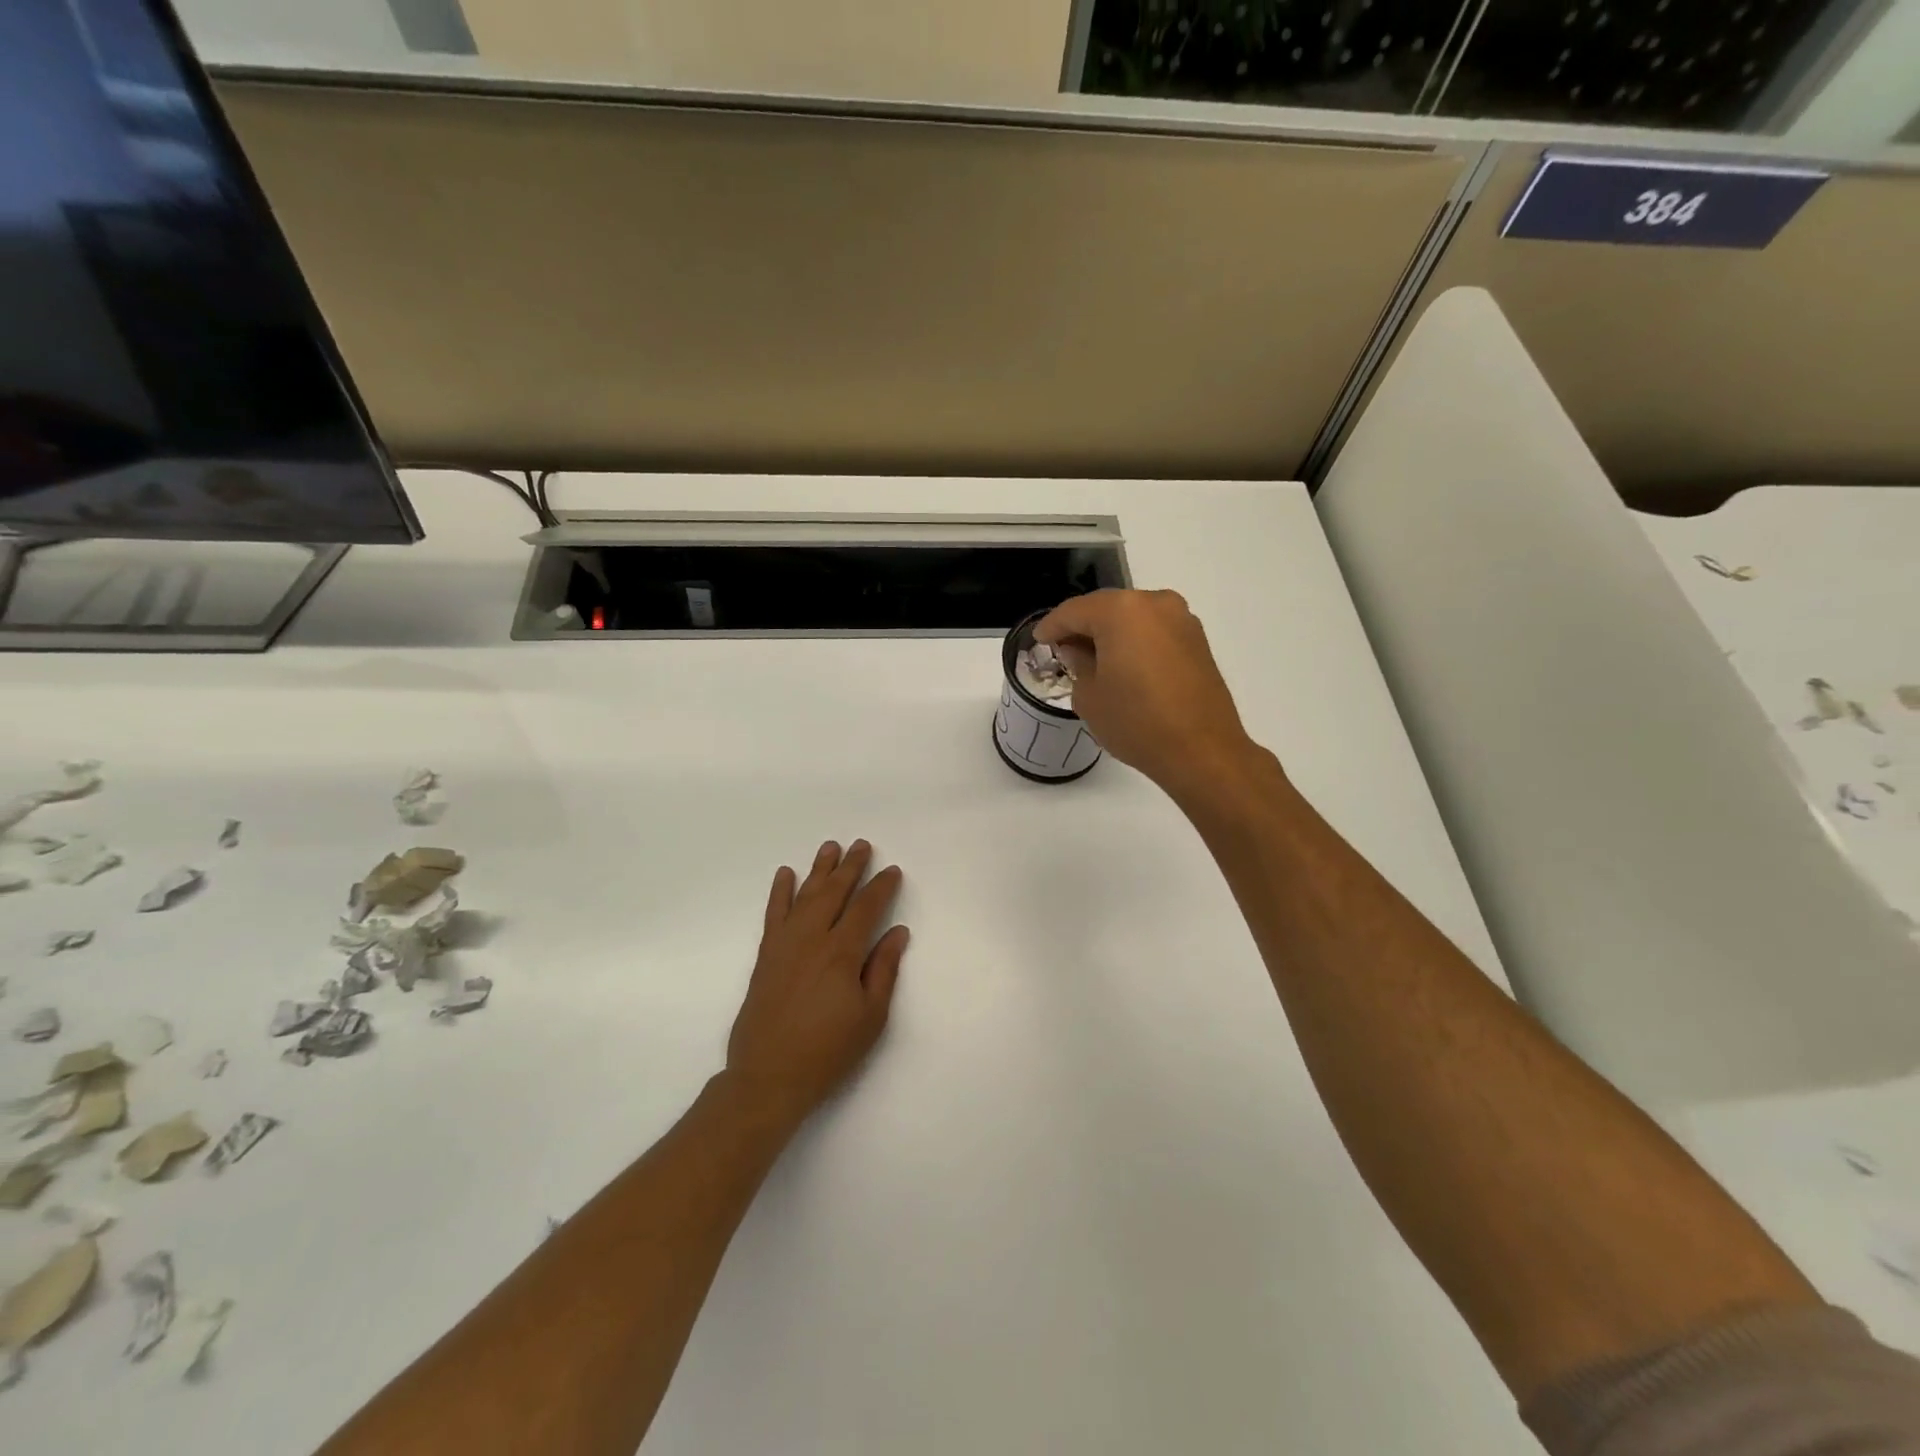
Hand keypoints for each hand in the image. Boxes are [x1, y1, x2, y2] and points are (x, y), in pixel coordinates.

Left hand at [724, 840, 908, 1129]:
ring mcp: (785, 944)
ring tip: (830, 847)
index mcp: (841, 953)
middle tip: (862, 845)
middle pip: (834, 892)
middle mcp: (812, 939)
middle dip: (851, 867)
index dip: (881, 887)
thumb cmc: (828, 1051)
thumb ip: (883, 969)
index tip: (892, 871)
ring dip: (819, 869)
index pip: (866, 908)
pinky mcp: (766, 955)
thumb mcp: (871, 1017)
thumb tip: (897, 932)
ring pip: (805, 895)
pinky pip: (774, 913)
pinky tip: (786, 874)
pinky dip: (780, 891)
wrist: (768, 1076)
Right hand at [1034, 589, 1259, 798]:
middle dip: (1082, 626)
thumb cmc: (1136, 722)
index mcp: (1121, 611)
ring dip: (1110, 633)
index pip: (1074, 611)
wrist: (1202, 751)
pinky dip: (1135, 641)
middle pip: (1106, 608)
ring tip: (1093, 659)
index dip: (1052, 626)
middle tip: (1063, 649)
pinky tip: (1124, 665)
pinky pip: (1154, 631)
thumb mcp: (1089, 696)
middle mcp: (1154, 603)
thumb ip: (1078, 664)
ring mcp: (1181, 619)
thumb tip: (1080, 650)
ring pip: (1133, 618)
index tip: (1039, 640)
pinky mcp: (1197, 640)